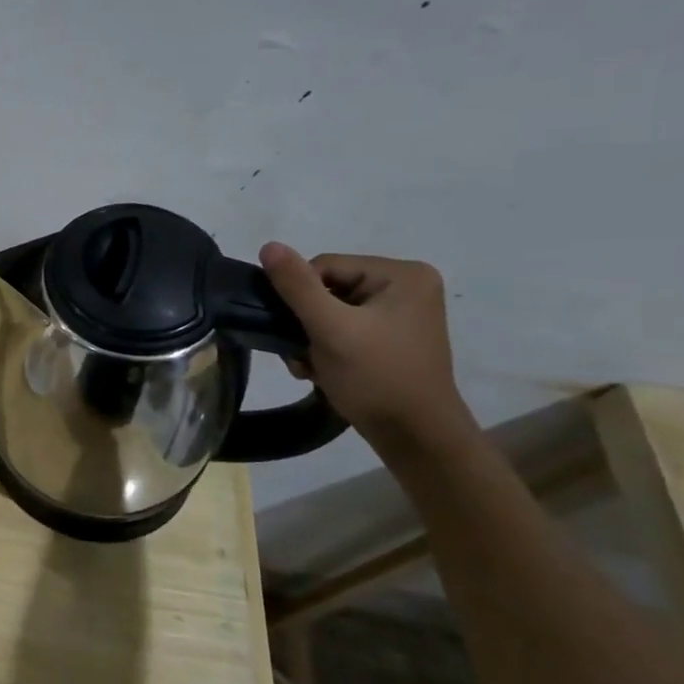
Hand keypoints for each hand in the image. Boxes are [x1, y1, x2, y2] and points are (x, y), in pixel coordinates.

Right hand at [258, 243, 475, 448]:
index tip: (298, 332)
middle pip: (327, 288)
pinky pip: (344, 328)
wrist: (415, 438)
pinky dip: (326, 347)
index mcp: (402, 275)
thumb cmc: (376, 377)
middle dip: (305, 321)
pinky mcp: (391, 337)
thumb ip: (297, 286)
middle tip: (301, 354)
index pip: (325, 266)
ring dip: (310, 337)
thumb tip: (269, 245)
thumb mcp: (330, 328)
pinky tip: (321, 369)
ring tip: (309, 365)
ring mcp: (401, 313)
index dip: (301, 297)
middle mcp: (407, 287)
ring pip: (330, 311)